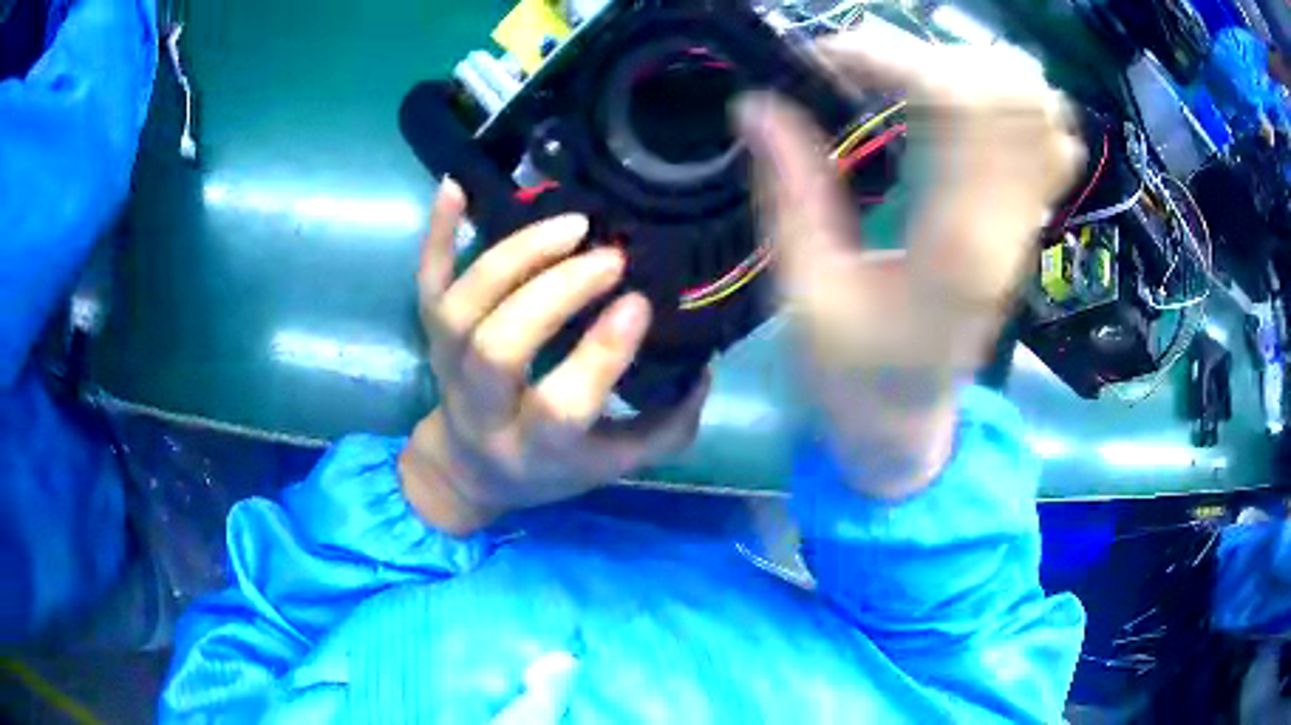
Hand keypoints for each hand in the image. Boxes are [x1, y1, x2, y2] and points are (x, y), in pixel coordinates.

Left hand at [399, 181, 708, 534]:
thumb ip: (663, 429)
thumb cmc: (547, 466)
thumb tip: (703, 368)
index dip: (598, 354)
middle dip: (554, 294)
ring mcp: (448, 365)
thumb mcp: (612, 465)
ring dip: (512, 258)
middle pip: (498, 349)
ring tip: (571, 225)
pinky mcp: (430, 334)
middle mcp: (482, 409)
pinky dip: (436, 234)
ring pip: (460, 309)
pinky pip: (425, 282)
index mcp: (534, 450)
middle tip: (610, 257)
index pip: (560, 407)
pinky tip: (456, 186)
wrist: (468, 467)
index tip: (638, 303)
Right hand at [737, 30, 1082, 498]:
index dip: (887, 56)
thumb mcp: (804, 295)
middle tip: (866, 67)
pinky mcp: (1024, 226)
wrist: (907, 426)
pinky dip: (1011, 104)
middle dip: (928, 55)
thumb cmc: (850, 376)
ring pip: (1036, 109)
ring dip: (970, 73)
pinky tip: (963, 109)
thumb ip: (789, 192)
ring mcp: (1024, 225)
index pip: (953, 103)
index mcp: (952, 245)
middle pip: (1004, 92)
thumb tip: (755, 105)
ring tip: (910, 81)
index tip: (824, 58)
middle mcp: (1005, 226)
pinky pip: (1048, 142)